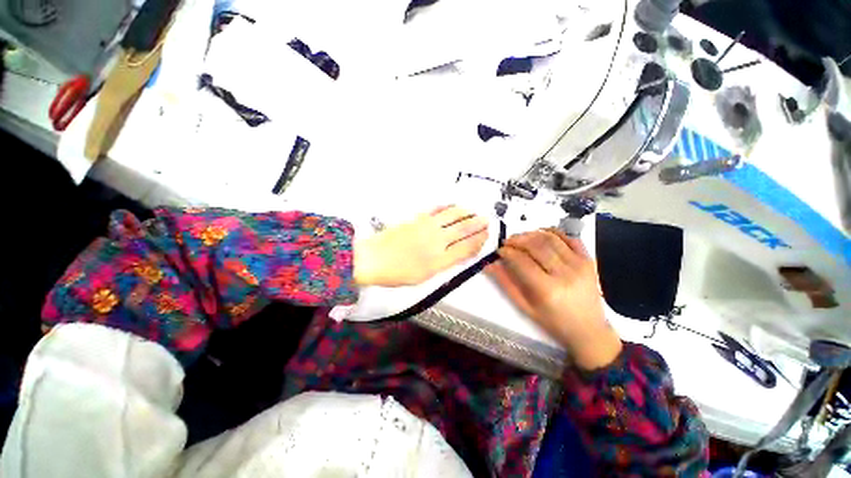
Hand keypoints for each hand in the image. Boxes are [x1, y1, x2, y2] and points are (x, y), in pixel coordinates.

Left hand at [354, 206, 488, 286]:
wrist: (373, 258)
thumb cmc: (397, 273)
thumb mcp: (424, 277)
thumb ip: (443, 265)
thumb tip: (458, 254)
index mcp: (440, 260)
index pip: (467, 247)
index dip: (480, 240)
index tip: (487, 235)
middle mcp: (437, 241)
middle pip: (464, 229)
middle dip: (478, 224)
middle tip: (488, 220)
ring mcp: (427, 227)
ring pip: (453, 216)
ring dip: (466, 212)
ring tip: (474, 211)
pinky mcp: (418, 218)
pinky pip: (437, 209)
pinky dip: (448, 207)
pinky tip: (453, 206)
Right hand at [486, 229, 621, 370]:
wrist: (589, 330)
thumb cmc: (554, 322)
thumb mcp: (525, 307)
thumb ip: (506, 284)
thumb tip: (490, 265)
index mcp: (547, 290)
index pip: (522, 261)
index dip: (508, 252)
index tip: (499, 251)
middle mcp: (565, 274)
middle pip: (536, 246)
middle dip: (517, 240)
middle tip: (507, 242)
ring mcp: (580, 265)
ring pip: (551, 238)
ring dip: (532, 234)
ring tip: (521, 238)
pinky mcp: (589, 261)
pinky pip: (570, 238)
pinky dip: (554, 232)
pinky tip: (541, 233)